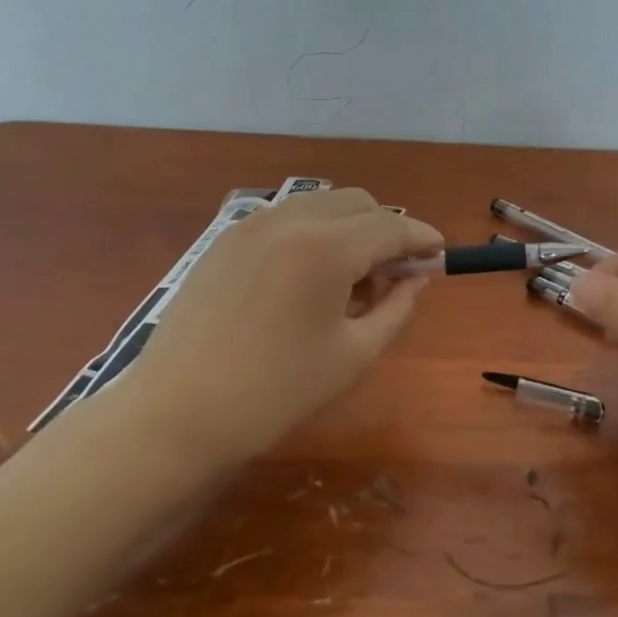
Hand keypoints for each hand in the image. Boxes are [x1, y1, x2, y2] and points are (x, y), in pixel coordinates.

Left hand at [116, 189, 442, 463]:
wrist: (177, 414)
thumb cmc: (277, 391)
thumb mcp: (354, 355)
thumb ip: (396, 308)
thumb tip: (414, 278)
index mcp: (327, 247)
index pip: (391, 227)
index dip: (422, 238)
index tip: (439, 254)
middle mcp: (290, 220)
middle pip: (357, 202)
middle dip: (385, 230)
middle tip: (390, 278)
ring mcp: (251, 225)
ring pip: (319, 206)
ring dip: (348, 230)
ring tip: (346, 283)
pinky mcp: (224, 240)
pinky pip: (284, 220)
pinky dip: (311, 235)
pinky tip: (304, 281)